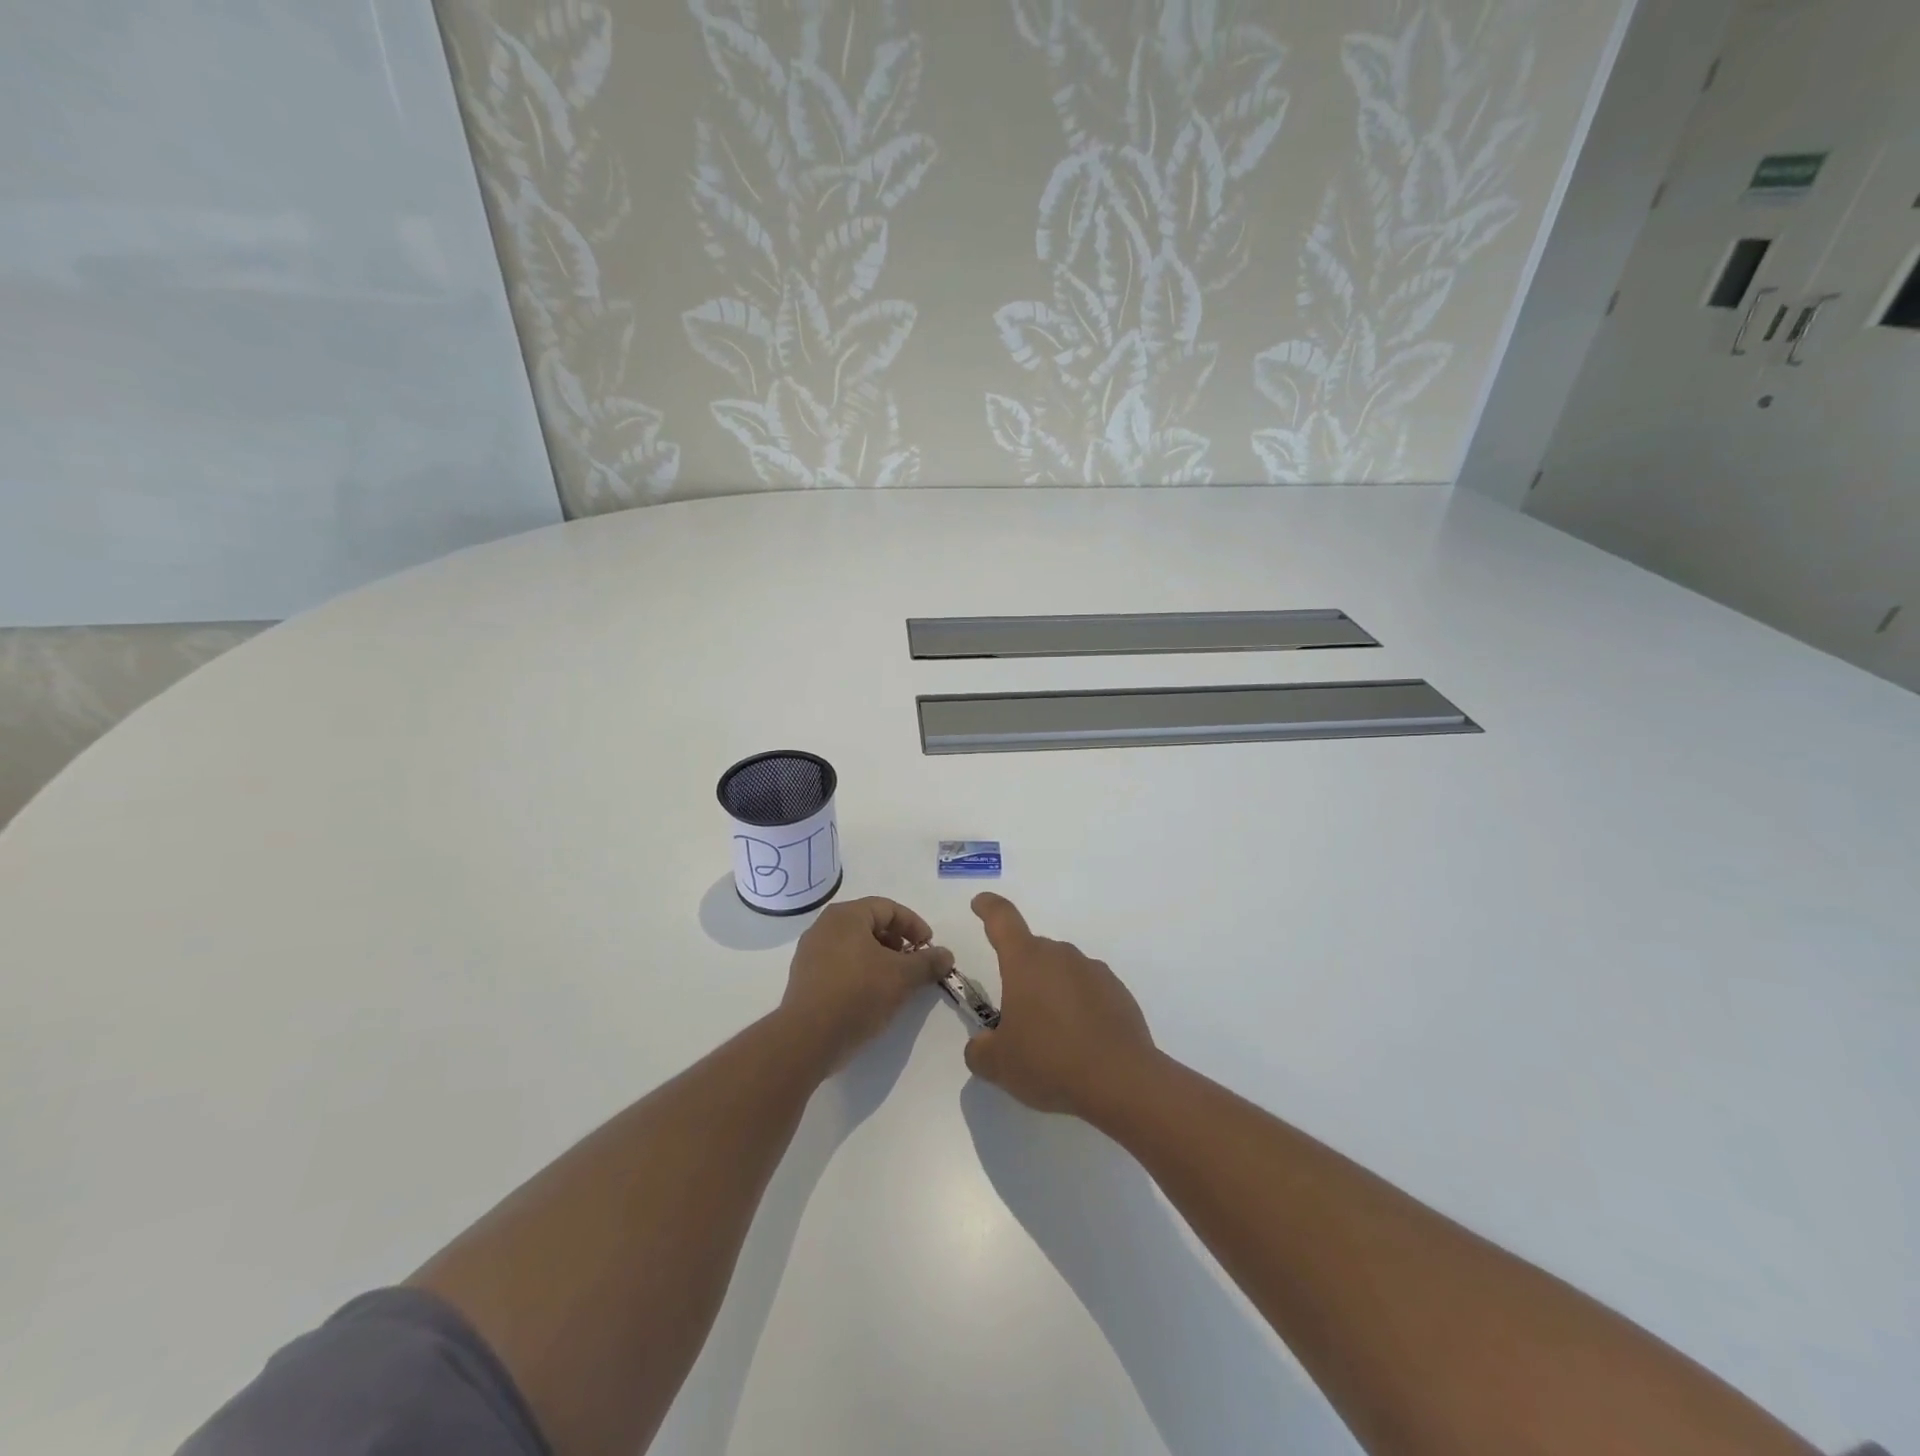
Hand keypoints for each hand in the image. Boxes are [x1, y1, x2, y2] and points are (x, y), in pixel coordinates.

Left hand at [781, 897, 951, 1070]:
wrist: (808, 1038)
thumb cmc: (858, 994)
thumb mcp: (902, 977)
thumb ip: (928, 962)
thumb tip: (946, 955)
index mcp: (846, 916)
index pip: (888, 908)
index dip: (914, 925)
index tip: (929, 947)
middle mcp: (825, 926)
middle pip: (870, 924)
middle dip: (897, 942)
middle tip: (914, 963)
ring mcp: (811, 952)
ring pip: (855, 946)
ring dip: (880, 958)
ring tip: (896, 982)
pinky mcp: (805, 978)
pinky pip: (840, 964)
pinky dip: (861, 971)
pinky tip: (872, 995)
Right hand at [962, 892, 1158, 1121]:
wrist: (1122, 1081)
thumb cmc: (1050, 1062)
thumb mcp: (999, 1065)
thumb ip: (979, 1050)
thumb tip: (982, 1045)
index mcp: (1025, 961)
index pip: (1002, 919)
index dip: (989, 908)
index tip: (981, 903)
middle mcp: (1060, 956)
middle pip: (1033, 952)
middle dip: (1021, 975)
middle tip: (1016, 1017)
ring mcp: (1093, 971)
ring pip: (1062, 972)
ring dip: (1051, 992)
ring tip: (1051, 1038)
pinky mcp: (1119, 992)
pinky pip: (1088, 991)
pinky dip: (1079, 1007)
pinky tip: (1081, 1043)